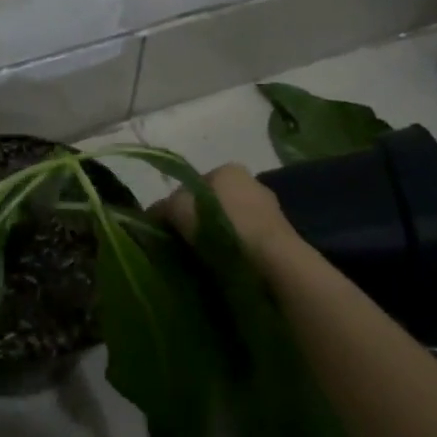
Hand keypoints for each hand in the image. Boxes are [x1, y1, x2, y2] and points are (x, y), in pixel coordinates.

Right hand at [154, 163, 300, 261]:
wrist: (272, 264)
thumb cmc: (222, 227)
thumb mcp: (179, 209)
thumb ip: (163, 207)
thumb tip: (155, 214)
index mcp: (228, 169)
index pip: (193, 185)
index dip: (177, 206)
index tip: (168, 229)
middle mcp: (252, 182)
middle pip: (213, 203)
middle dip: (199, 221)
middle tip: (183, 245)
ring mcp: (270, 210)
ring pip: (231, 223)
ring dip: (218, 237)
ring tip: (204, 260)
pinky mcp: (282, 237)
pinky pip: (247, 240)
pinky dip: (236, 250)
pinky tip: (226, 267)